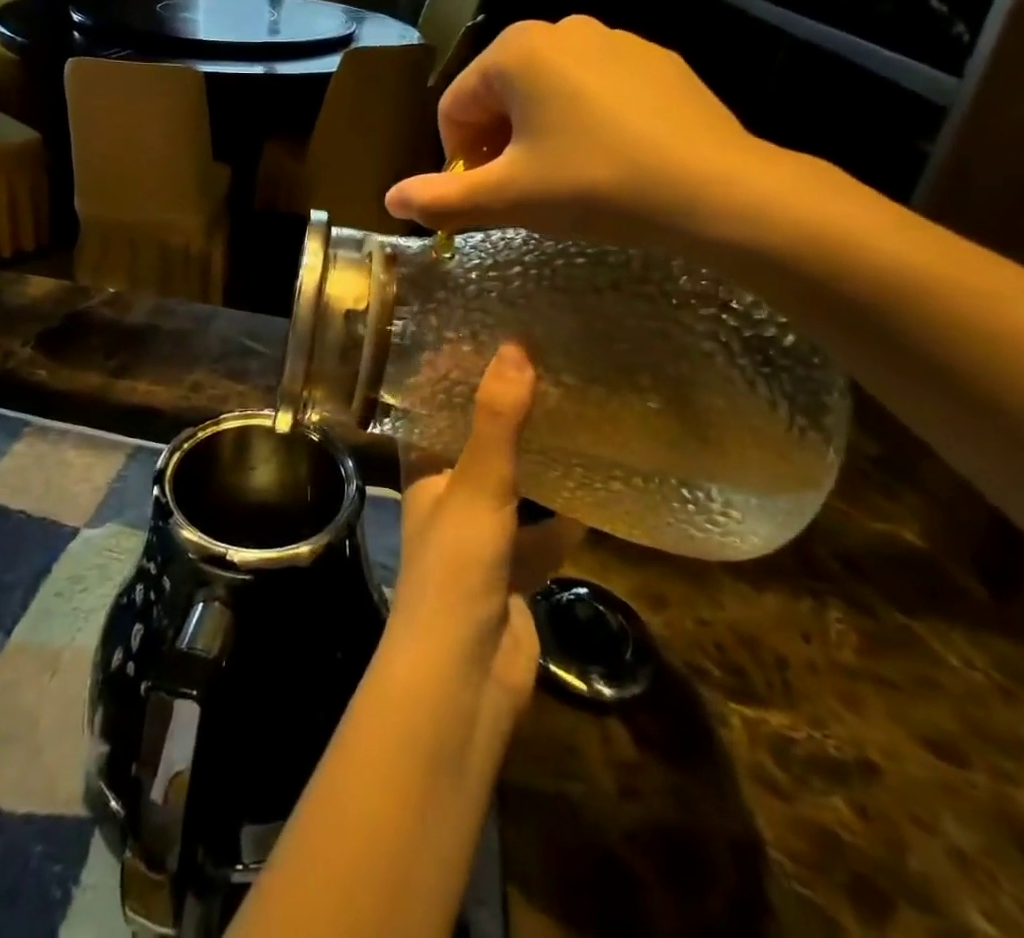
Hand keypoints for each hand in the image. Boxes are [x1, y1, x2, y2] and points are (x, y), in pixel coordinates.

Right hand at [385, 16, 784, 254]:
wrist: (715, 190)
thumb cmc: (594, 185)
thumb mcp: (507, 198)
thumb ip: (440, 200)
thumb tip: (389, 199)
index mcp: (515, 51)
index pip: (454, 107)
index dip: (456, 159)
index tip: (482, 198)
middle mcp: (560, 28)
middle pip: (498, 95)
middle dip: (496, 145)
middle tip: (521, 192)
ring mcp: (614, 39)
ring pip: (546, 92)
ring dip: (536, 134)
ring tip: (564, 180)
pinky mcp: (654, 60)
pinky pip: (593, 90)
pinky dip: (583, 122)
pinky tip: (608, 161)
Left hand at [389, 344, 581, 718]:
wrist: (465, 676)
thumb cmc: (457, 568)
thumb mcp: (478, 484)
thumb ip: (497, 421)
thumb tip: (514, 348)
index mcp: (425, 475)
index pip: (437, 414)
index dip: (457, 382)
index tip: (492, 346)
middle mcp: (448, 502)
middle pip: (479, 450)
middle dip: (508, 421)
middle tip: (548, 377)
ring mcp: (481, 541)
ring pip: (514, 492)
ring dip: (539, 467)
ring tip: (575, 421)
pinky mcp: (513, 574)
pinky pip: (542, 536)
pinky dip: (564, 520)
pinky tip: (598, 493)